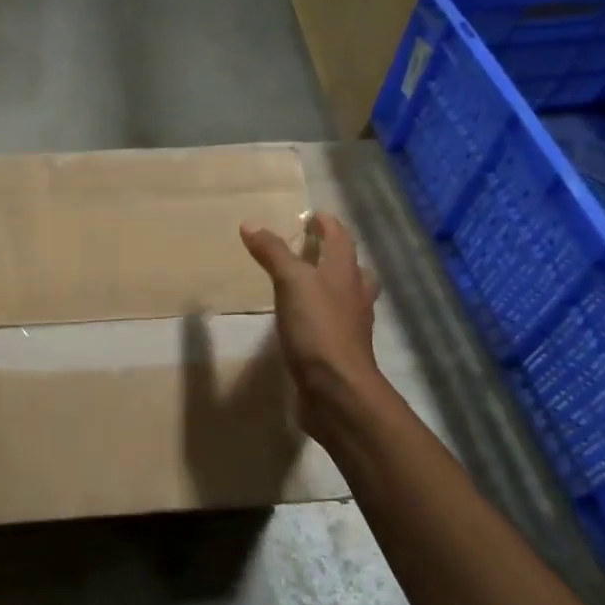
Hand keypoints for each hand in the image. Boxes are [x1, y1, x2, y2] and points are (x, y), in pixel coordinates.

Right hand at [240, 212, 382, 427]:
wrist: (337, 390)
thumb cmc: (318, 327)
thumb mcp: (291, 282)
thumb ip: (273, 252)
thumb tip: (251, 223)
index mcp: (345, 273)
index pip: (340, 238)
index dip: (326, 224)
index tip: (310, 215)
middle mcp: (354, 295)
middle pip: (350, 267)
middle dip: (334, 255)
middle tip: (311, 248)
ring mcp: (350, 326)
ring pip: (345, 296)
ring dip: (330, 285)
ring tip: (305, 283)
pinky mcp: (340, 351)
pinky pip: (332, 324)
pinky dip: (320, 315)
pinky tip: (301, 321)